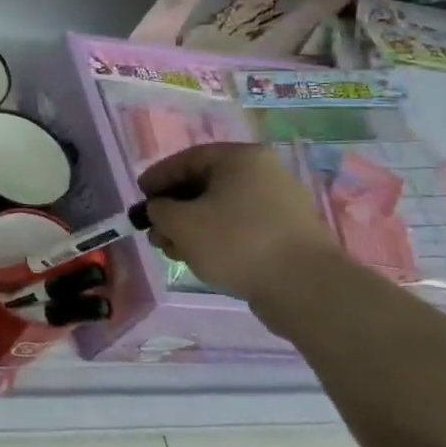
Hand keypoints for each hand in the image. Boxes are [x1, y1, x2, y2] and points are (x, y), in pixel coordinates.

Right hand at [137, 143, 340, 304]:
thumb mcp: (181, 223)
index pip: (186, 160)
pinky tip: (201, 257)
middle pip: (204, 184)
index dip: (157, 178)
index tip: (140, 196)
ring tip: (173, 249)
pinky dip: (216, 237)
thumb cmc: (236, 242)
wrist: (305, 288)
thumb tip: (159, 210)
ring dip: (192, 226)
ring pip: (221, 208)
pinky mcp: (287, 233)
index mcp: (240, 158)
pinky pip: (240, 226)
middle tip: (154, 230)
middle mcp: (263, 172)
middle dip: (174, 208)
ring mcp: (279, 203)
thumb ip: (159, 210)